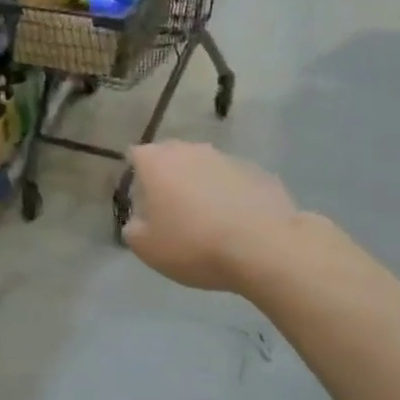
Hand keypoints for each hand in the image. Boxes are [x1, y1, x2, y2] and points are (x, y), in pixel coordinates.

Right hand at [123, 141, 306, 292]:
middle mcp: (190, 150)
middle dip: (168, 179)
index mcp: (156, 162)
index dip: (135, 178)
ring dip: (201, 187)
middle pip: (171, 158)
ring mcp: (227, 158)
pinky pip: (234, 182)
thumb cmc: (194, 244)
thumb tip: (138, 222)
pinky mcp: (258, 172)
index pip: (135, 156)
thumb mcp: (147, 249)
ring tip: (207, 222)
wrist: (265, 247)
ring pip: (204, 169)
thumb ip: (133, 230)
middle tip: (171, 213)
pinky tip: (237, 224)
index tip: (141, 203)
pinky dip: (230, 196)